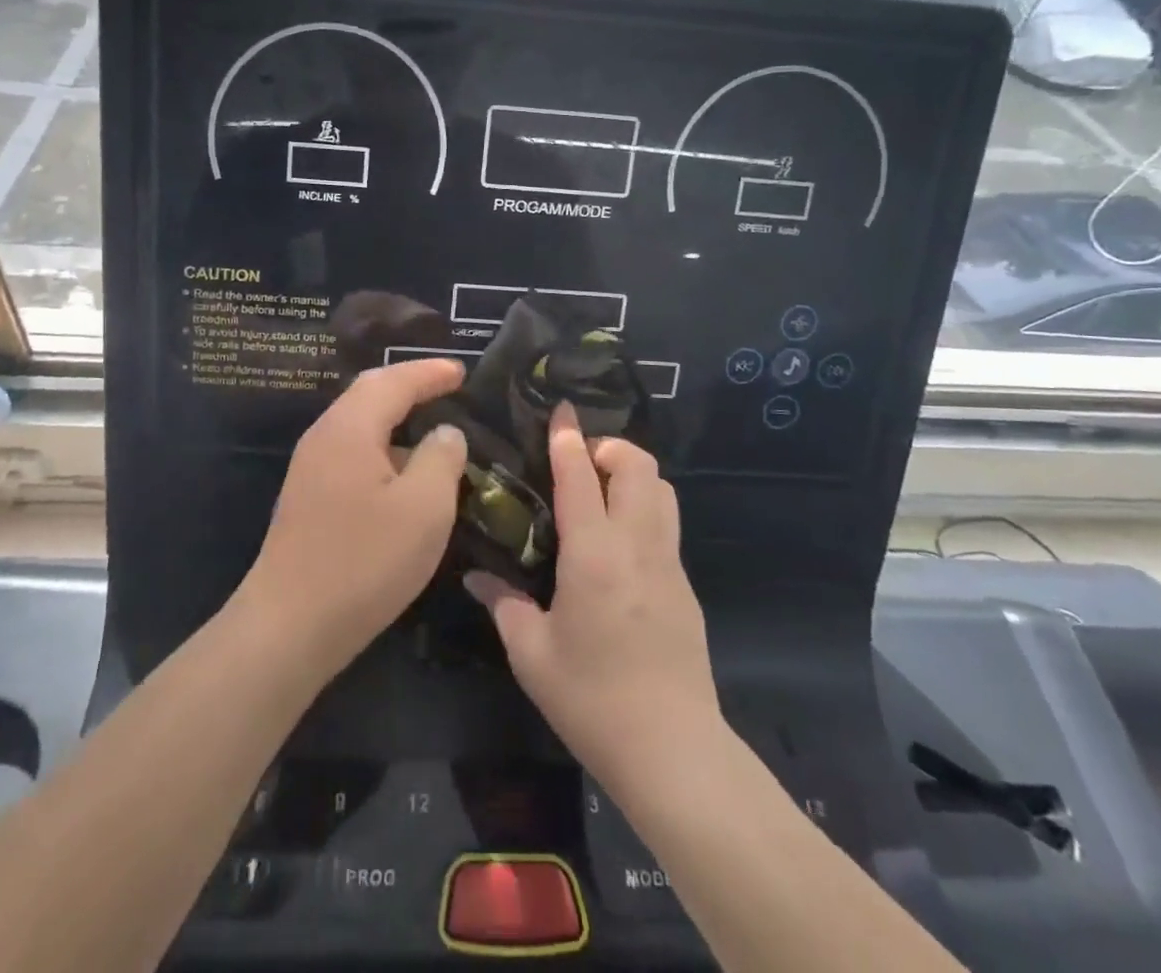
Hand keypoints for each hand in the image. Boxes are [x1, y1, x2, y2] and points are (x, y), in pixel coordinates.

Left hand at [239, 358, 467, 678]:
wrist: (288, 627)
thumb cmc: (363, 561)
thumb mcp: (423, 508)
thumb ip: (441, 458)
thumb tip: (445, 432)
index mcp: (350, 428)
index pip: (393, 381)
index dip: (429, 372)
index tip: (462, 371)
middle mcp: (324, 437)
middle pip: (369, 394)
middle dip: (408, 385)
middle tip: (446, 386)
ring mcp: (310, 469)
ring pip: (359, 425)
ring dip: (395, 419)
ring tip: (431, 429)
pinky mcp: (308, 499)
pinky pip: (352, 453)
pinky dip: (383, 449)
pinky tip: (402, 475)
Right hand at [465, 406, 719, 797]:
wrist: (673, 751)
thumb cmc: (592, 699)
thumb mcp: (532, 654)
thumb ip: (503, 603)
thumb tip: (475, 575)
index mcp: (594, 554)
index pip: (581, 475)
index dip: (568, 436)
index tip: (560, 409)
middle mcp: (637, 544)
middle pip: (639, 465)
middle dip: (610, 447)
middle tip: (579, 464)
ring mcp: (669, 563)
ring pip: (663, 489)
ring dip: (633, 475)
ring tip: (600, 495)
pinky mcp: (685, 586)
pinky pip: (667, 524)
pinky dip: (644, 508)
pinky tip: (617, 544)